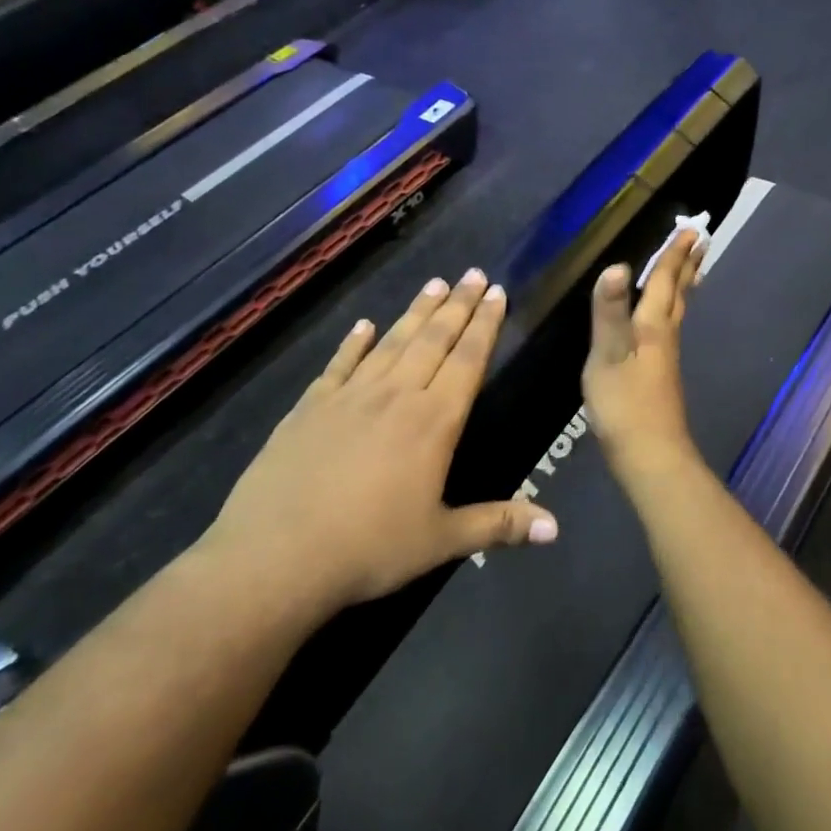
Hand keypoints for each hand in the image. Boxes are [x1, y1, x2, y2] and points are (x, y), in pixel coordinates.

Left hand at [202, 269, 557, 615]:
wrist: (275, 557)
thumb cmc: (369, 549)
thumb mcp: (441, 541)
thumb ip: (498, 524)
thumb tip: (556, 528)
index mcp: (434, 421)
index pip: (468, 359)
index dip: (485, 324)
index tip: (497, 291)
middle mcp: (396, 396)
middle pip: (433, 339)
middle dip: (458, 305)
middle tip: (473, 273)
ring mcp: (350, 396)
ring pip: (392, 342)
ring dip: (416, 312)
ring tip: (435, 284)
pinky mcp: (310, 407)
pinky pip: (340, 364)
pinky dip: (354, 342)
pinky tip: (364, 325)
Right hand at [583, 228, 708, 481]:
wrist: (650, 455)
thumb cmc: (624, 404)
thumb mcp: (607, 357)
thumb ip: (610, 313)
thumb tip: (617, 266)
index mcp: (652, 327)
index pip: (664, 282)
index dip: (673, 255)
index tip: (691, 229)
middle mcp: (665, 336)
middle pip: (679, 293)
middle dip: (687, 265)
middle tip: (702, 240)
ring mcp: (666, 357)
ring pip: (678, 311)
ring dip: (684, 285)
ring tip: (692, 269)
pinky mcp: (661, 375)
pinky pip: (670, 328)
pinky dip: (673, 309)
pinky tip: (665, 319)